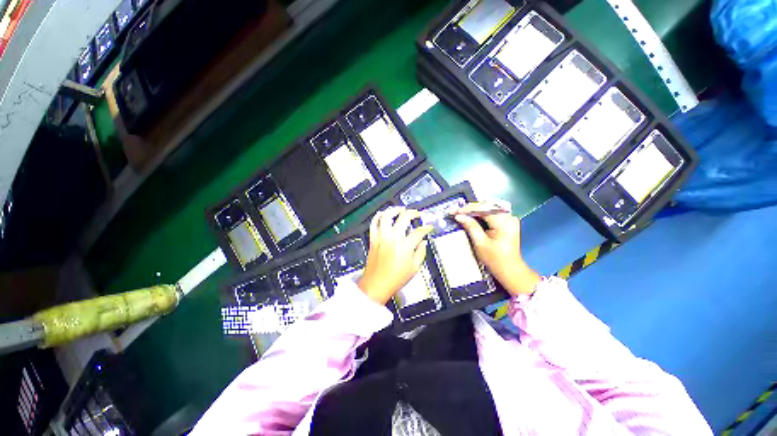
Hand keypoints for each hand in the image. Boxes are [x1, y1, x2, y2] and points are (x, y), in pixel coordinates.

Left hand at [358, 207, 433, 304]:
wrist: (376, 284)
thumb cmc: (394, 279)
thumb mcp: (414, 268)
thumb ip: (421, 253)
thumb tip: (423, 243)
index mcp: (405, 247)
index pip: (418, 232)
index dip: (426, 228)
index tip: (428, 227)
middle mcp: (393, 239)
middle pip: (403, 218)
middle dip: (413, 213)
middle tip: (417, 214)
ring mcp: (382, 237)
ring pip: (386, 216)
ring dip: (395, 210)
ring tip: (401, 209)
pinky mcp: (373, 239)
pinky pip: (374, 223)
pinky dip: (378, 216)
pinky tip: (383, 214)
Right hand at [453, 202, 539, 295]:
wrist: (510, 269)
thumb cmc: (495, 259)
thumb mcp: (480, 243)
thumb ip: (470, 226)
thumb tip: (459, 216)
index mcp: (504, 222)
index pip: (483, 209)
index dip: (467, 209)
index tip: (454, 211)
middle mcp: (509, 217)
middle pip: (486, 206)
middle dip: (469, 208)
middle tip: (455, 211)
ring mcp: (509, 218)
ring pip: (488, 208)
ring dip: (474, 210)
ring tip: (460, 213)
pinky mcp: (507, 221)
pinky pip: (491, 213)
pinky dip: (480, 214)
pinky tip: (470, 216)